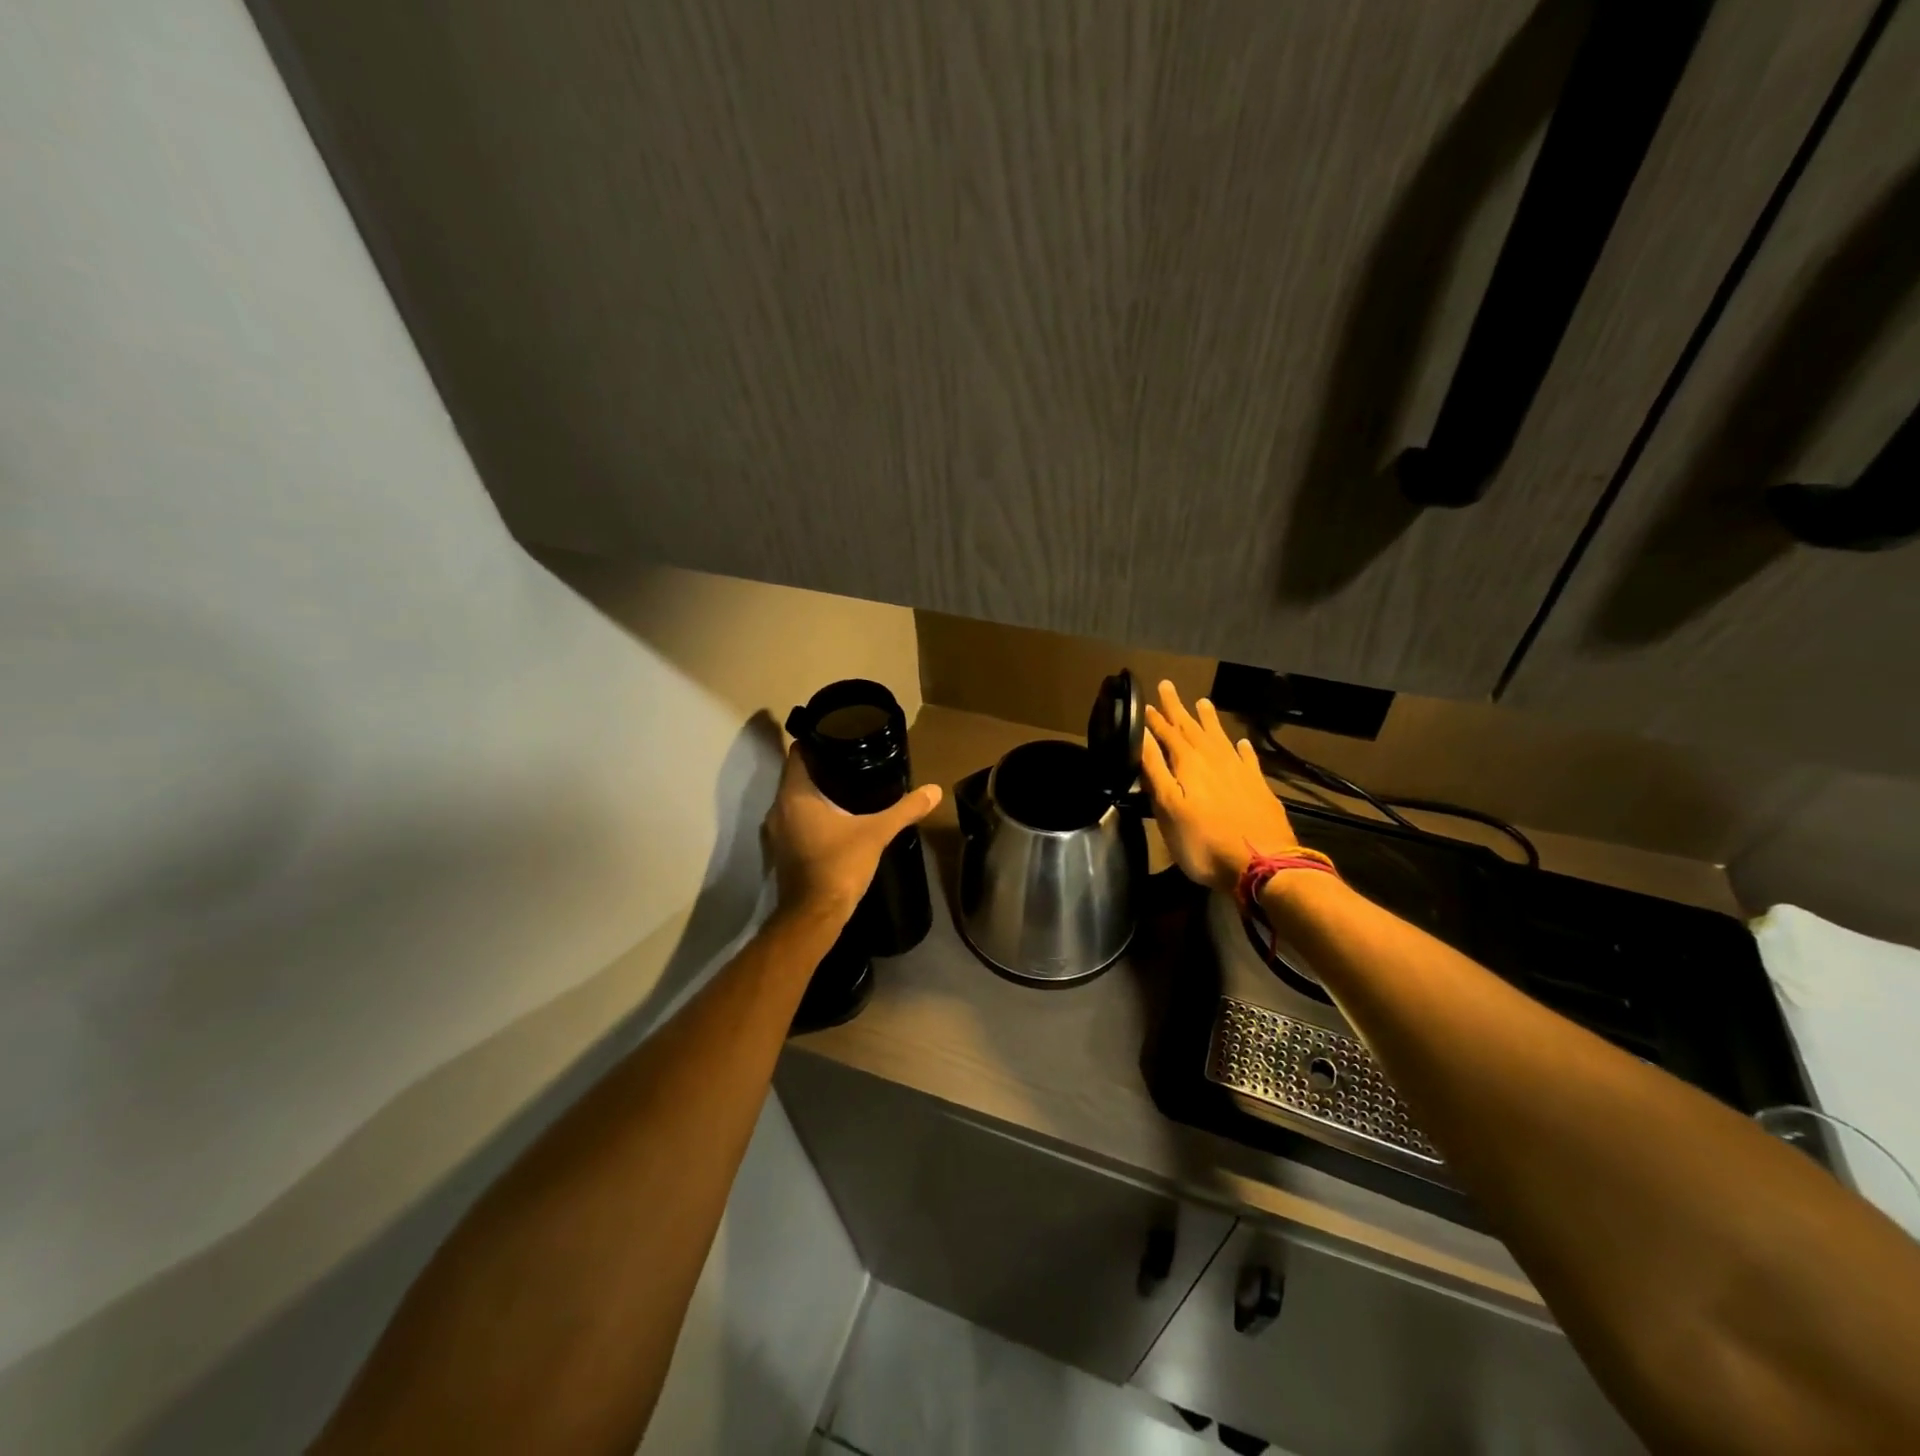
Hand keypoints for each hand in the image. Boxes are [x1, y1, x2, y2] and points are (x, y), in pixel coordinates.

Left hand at [763, 746, 941, 925]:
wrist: (814, 916)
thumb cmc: (839, 865)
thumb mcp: (877, 833)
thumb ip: (904, 809)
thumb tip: (935, 790)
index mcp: (795, 795)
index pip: (798, 753)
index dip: (816, 740)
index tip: (839, 735)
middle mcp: (778, 808)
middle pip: (797, 775)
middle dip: (822, 767)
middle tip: (852, 759)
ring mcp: (777, 831)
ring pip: (795, 799)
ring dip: (816, 792)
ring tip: (848, 786)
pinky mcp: (782, 850)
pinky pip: (796, 820)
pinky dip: (812, 814)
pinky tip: (837, 818)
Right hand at [1141, 680, 1295, 894]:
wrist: (1262, 864)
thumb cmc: (1203, 841)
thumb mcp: (1167, 807)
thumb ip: (1155, 769)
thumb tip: (1143, 736)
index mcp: (1189, 764)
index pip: (1167, 734)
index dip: (1155, 719)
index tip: (1144, 702)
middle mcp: (1214, 760)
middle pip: (1193, 729)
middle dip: (1178, 709)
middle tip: (1168, 686)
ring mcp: (1239, 772)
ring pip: (1220, 738)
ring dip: (1209, 721)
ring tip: (1203, 702)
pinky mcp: (1258, 788)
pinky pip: (1248, 759)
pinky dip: (1242, 749)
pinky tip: (1241, 743)